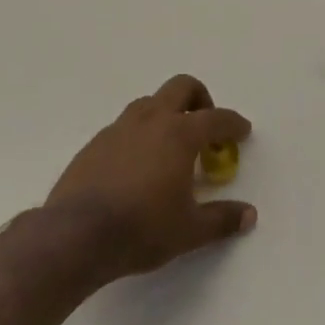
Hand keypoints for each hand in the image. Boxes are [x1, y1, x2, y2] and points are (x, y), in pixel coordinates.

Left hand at [45, 73, 255, 284]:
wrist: (75, 237)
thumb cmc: (141, 229)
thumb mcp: (189, 231)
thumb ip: (222, 220)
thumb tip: (249, 215)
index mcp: (180, 134)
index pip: (216, 118)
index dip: (233, 124)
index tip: (242, 132)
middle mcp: (152, 120)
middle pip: (182, 87)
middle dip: (200, 98)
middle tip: (205, 127)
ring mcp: (119, 128)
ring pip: (149, 103)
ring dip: (166, 113)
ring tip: (169, 146)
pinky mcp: (94, 144)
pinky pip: (124, 126)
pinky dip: (138, 135)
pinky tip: (136, 166)